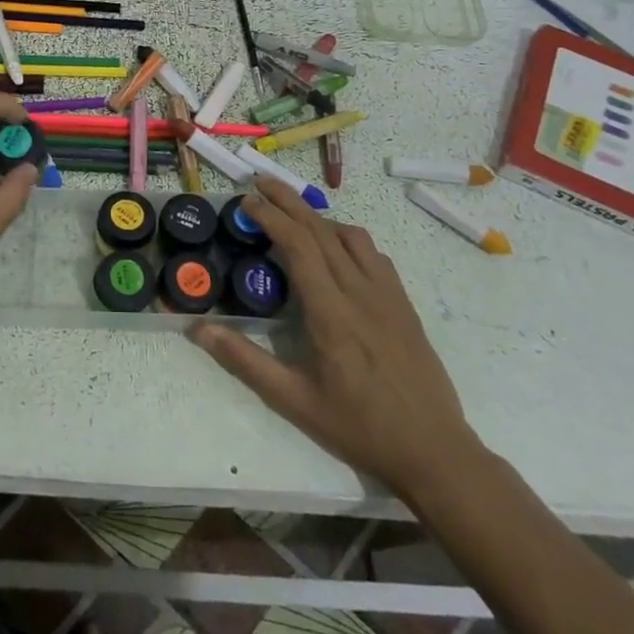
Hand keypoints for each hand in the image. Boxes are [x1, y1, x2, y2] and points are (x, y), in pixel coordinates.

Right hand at [194, 177, 481, 497]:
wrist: (434, 451)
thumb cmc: (358, 427)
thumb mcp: (293, 400)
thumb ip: (245, 361)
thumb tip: (199, 329)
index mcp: (331, 312)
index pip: (298, 245)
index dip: (271, 217)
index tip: (247, 201)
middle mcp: (360, 292)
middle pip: (321, 229)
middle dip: (288, 201)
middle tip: (261, 182)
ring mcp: (387, 295)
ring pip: (351, 236)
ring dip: (318, 217)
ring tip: (293, 214)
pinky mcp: (403, 304)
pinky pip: (374, 255)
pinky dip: (347, 238)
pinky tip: (337, 249)